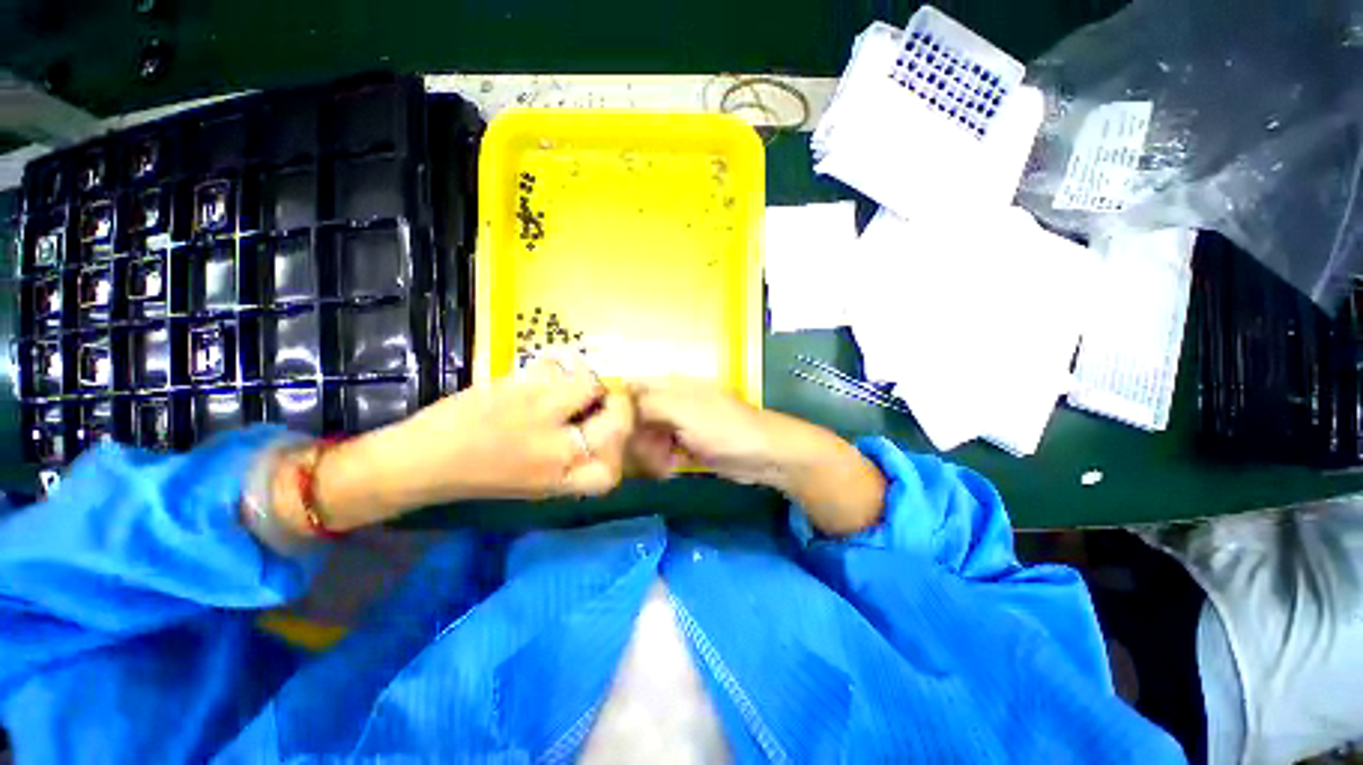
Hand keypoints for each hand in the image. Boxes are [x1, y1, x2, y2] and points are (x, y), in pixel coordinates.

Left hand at [295, 356, 635, 530]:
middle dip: (617, 406)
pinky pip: (556, 364)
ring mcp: (538, 412)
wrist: (420, 461)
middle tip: (600, 399)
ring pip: (590, 382)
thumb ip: (574, 461)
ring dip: (584, 379)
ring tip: (566, 384)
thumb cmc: (478, 477)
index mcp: (558, 480)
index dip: (619, 450)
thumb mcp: (537, 484)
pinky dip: (555, 366)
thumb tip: (604, 427)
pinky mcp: (517, 384)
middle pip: (617, 421)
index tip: (609, 434)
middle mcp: (556, 449)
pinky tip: (539, 376)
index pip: (611, 472)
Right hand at [628, 378, 783, 484]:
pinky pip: (659, 452)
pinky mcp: (685, 444)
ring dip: (648, 454)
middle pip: (633, 416)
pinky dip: (661, 462)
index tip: (613, 433)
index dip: (616, 409)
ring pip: (645, 437)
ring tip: (664, 464)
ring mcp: (678, 423)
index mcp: (669, 384)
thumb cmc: (725, 428)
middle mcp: (670, 400)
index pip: (629, 388)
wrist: (764, 455)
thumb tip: (616, 404)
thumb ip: (647, 404)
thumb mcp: (684, 411)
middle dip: (635, 438)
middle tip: (647, 454)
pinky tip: (672, 469)